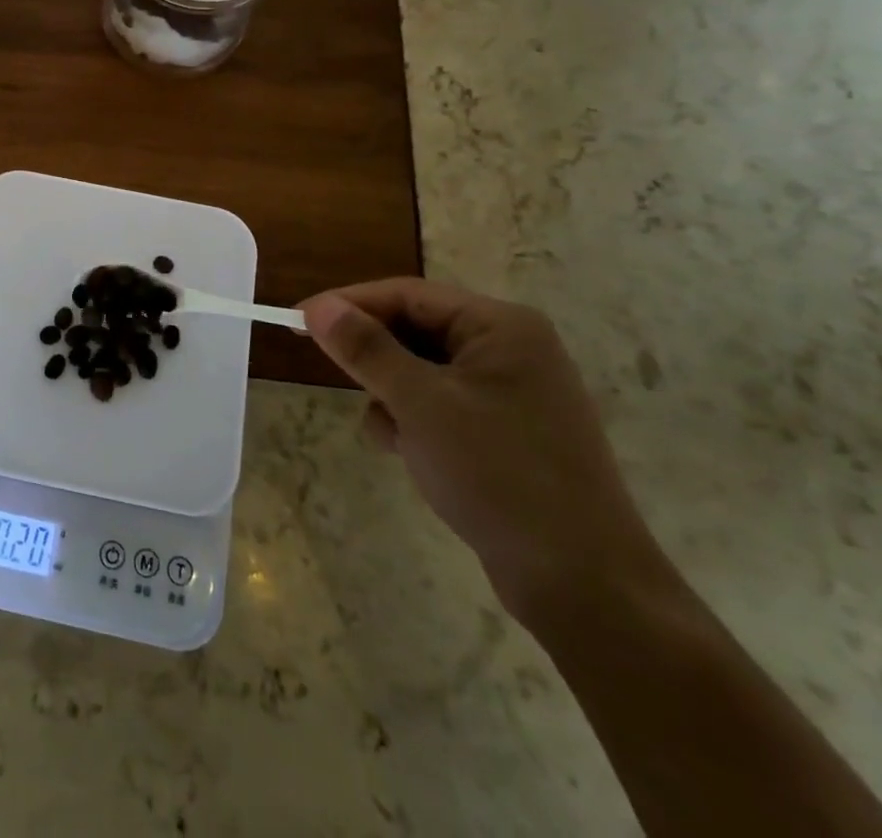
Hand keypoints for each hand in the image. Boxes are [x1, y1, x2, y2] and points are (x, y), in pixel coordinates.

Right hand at [298, 279, 676, 622]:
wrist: (584, 586)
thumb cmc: (500, 476)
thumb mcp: (421, 405)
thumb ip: (366, 349)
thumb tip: (317, 308)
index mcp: (501, 328)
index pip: (407, 294)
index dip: (348, 304)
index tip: (296, 320)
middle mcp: (510, 350)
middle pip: (415, 330)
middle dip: (375, 358)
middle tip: (335, 373)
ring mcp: (511, 394)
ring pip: (421, 371)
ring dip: (393, 396)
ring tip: (394, 435)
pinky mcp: (506, 434)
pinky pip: (440, 406)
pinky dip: (415, 422)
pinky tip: (413, 455)